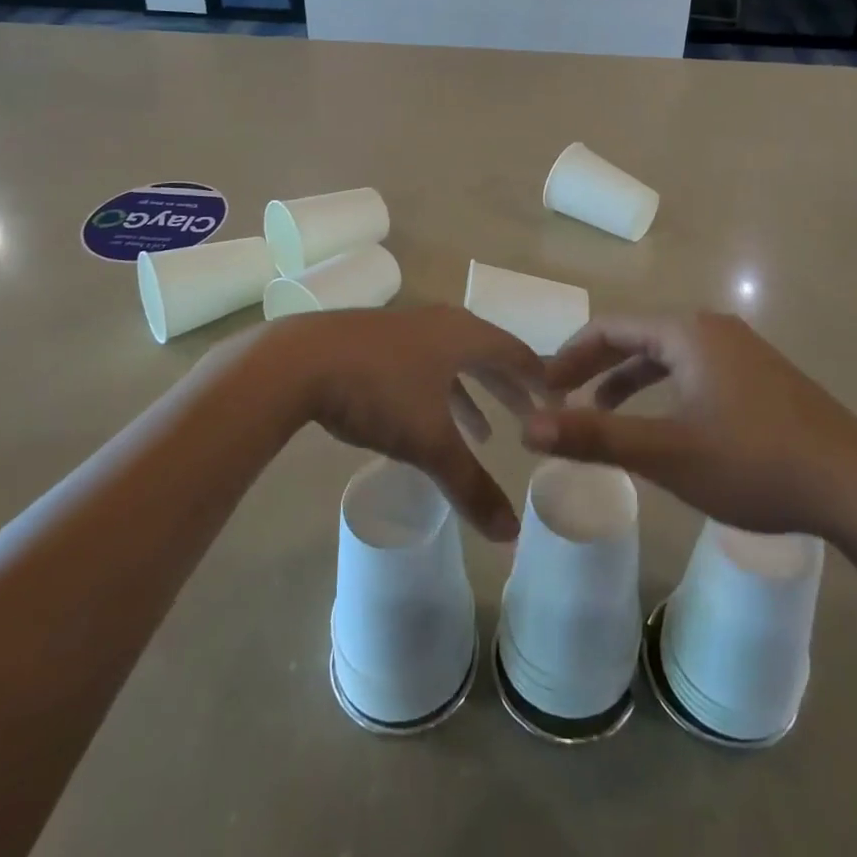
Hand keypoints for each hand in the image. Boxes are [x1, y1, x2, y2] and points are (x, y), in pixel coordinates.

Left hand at [259, 307, 542, 540]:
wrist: (299, 361)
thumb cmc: (378, 391)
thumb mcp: (429, 442)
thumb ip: (470, 486)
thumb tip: (511, 535)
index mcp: (464, 335)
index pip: (515, 352)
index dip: (538, 379)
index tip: (557, 401)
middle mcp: (440, 323)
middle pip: (486, 352)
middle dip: (508, 387)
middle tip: (529, 416)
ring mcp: (404, 328)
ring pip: (451, 359)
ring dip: (472, 393)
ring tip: (483, 432)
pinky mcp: (374, 340)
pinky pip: (422, 363)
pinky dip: (437, 390)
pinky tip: (426, 417)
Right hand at [524, 312, 856, 540]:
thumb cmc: (754, 462)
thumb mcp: (667, 454)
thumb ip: (595, 438)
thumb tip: (528, 427)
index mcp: (687, 332)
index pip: (610, 327)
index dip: (570, 355)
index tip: (542, 387)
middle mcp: (713, 328)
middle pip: (637, 337)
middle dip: (596, 367)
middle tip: (562, 400)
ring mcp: (742, 351)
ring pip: (667, 356)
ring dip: (629, 381)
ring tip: (602, 415)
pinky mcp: (761, 377)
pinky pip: (694, 370)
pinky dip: (664, 390)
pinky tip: (664, 424)